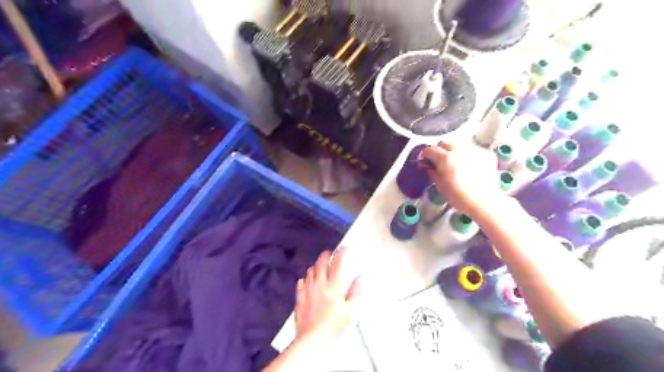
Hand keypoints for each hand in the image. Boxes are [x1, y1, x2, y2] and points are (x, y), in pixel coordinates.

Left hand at [293, 245, 360, 344]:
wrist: (312, 339)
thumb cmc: (334, 326)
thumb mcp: (352, 312)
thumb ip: (356, 293)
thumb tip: (359, 279)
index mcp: (334, 286)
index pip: (337, 264)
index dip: (341, 254)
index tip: (343, 248)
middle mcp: (319, 284)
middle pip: (321, 264)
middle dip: (326, 256)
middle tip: (329, 253)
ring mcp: (307, 291)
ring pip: (310, 272)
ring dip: (315, 266)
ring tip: (319, 267)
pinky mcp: (299, 299)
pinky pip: (300, 283)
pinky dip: (305, 279)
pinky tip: (306, 281)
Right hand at [420, 140, 503, 215]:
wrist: (484, 202)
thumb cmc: (460, 197)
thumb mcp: (440, 185)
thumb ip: (432, 172)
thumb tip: (429, 166)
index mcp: (445, 158)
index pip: (430, 149)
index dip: (425, 155)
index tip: (425, 160)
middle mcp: (459, 150)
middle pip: (444, 143)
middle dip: (439, 150)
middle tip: (439, 161)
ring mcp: (473, 150)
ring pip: (458, 145)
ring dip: (453, 151)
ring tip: (455, 163)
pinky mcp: (485, 154)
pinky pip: (472, 150)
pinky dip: (467, 155)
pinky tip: (468, 166)